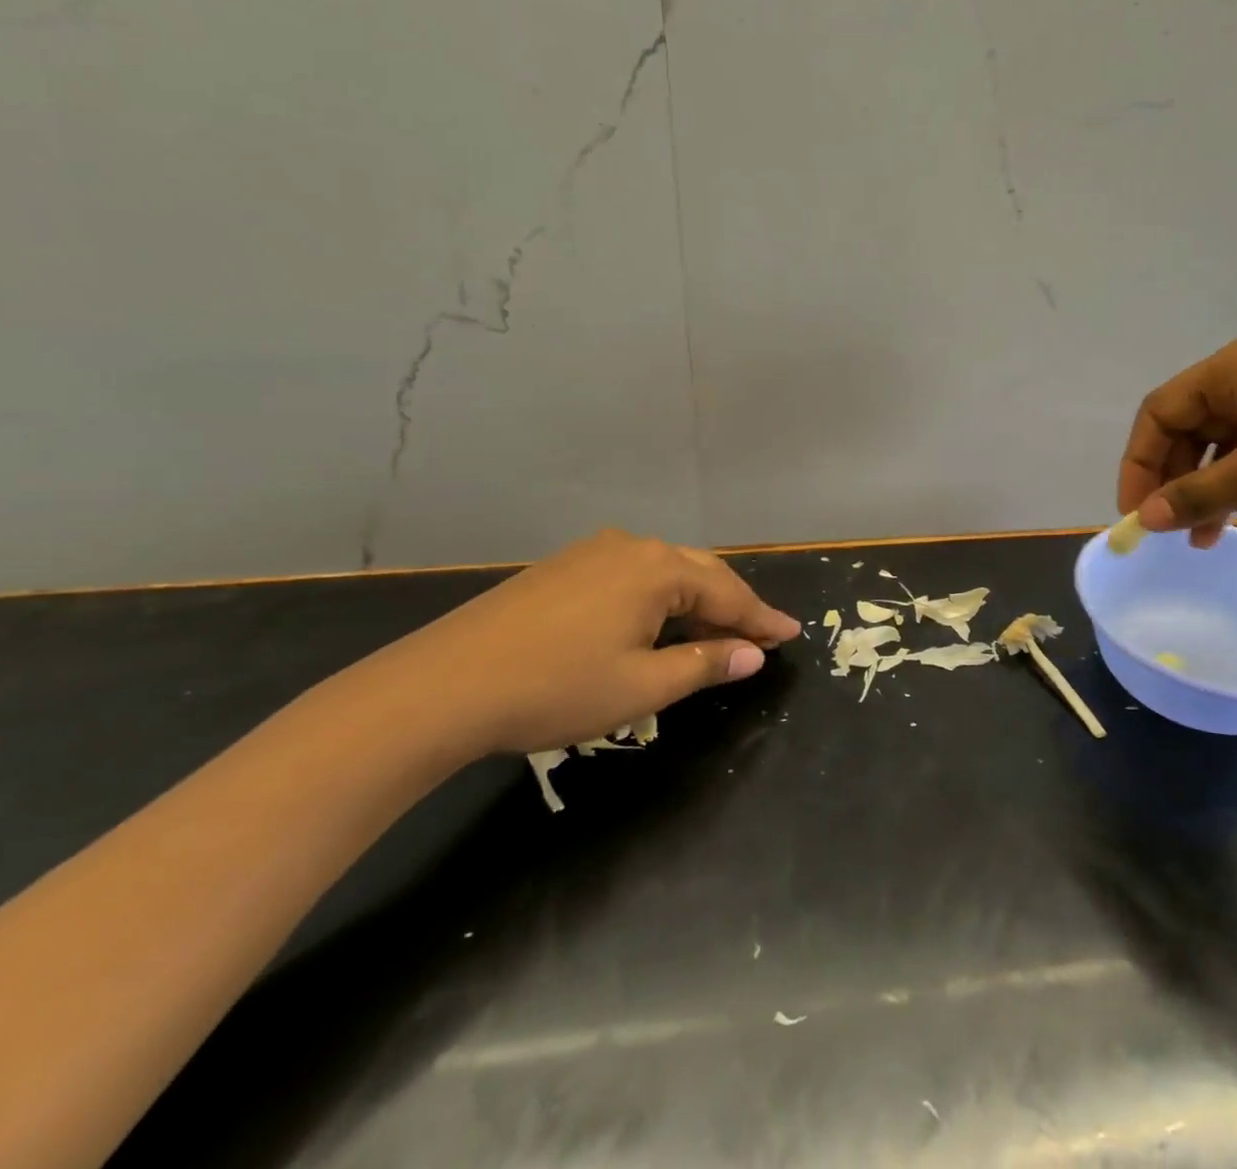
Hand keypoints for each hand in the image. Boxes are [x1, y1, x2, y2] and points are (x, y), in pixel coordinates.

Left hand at [358, 530, 802, 756]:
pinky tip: (656, 626)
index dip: (762, 619)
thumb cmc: (556, 687)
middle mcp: (631, 547)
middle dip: (733, 607)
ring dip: (695, 603)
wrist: (443, 685)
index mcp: (658, 569)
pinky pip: (631, 577)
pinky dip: (658, 601)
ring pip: (665, 573)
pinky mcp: (563, 567)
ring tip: (714, 637)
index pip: (729, 593)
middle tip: (760, 637)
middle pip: (700, 574)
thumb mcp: (641, 686)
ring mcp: (593, 553)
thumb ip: (704, 665)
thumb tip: (752, 655)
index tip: (793, 634)